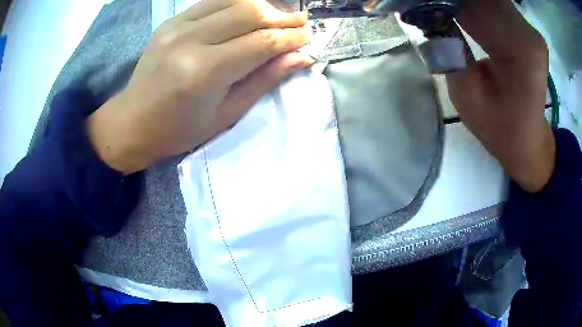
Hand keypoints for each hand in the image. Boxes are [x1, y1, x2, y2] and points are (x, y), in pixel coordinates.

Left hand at [87, 0, 312, 173]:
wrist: (132, 122)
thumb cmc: (179, 130)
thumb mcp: (226, 114)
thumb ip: (264, 80)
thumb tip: (301, 58)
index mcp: (205, 71)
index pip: (261, 42)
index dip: (289, 38)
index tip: (307, 38)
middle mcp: (191, 40)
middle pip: (249, 13)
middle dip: (281, 17)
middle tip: (299, 23)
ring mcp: (177, 26)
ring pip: (232, 0)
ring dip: (262, 5)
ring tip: (278, 16)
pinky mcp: (170, 21)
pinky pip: (211, 2)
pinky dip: (236, 3)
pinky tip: (249, 11)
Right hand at [446, 0, 554, 192]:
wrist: (526, 140)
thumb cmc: (499, 128)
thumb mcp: (466, 94)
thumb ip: (449, 49)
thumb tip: (427, 14)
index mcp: (520, 50)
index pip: (476, 3)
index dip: (448, 0)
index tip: (419, 2)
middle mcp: (529, 33)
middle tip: (428, 5)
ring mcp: (529, 30)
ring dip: (463, 1)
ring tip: (440, 8)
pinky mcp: (526, 31)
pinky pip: (495, 5)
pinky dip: (475, 5)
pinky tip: (459, 11)